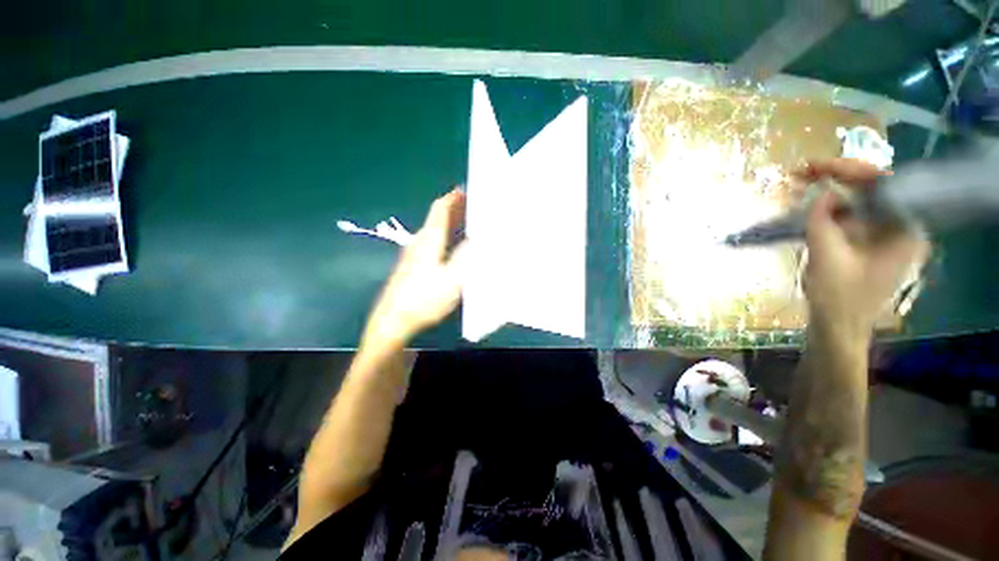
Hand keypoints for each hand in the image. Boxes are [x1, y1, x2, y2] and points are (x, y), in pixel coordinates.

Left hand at [363, 188, 468, 346]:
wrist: (393, 321)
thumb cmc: (423, 299)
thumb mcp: (452, 279)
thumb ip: (467, 257)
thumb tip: (480, 238)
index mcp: (429, 239)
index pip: (441, 209)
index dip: (453, 197)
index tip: (467, 188)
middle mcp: (420, 242)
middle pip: (438, 218)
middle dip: (456, 209)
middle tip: (476, 205)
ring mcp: (415, 255)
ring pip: (436, 231)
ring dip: (452, 224)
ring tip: (470, 223)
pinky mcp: (414, 267)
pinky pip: (434, 243)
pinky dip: (447, 238)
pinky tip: (455, 247)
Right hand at [797, 159, 928, 343]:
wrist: (836, 327)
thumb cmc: (838, 298)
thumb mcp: (827, 257)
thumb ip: (823, 221)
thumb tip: (820, 191)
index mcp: (905, 231)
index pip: (884, 185)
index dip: (849, 170)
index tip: (815, 166)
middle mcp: (901, 228)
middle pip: (872, 191)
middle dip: (836, 180)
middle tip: (801, 174)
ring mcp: (885, 237)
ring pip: (860, 203)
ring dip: (830, 194)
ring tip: (799, 187)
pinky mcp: (869, 244)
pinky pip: (852, 218)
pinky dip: (830, 211)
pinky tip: (809, 209)